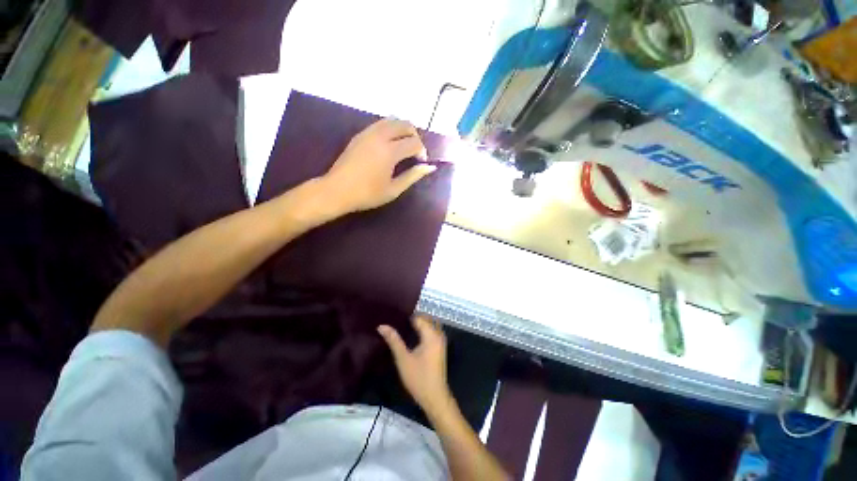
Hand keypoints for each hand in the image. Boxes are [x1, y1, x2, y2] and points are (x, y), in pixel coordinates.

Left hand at [321, 118, 436, 214]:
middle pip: (404, 124)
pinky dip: (390, 129)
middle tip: (415, 152)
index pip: (414, 142)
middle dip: (414, 135)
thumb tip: (430, 167)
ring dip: (402, 130)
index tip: (421, 163)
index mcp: (390, 151)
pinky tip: (389, 145)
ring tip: (403, 146)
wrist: (337, 190)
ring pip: (391, 120)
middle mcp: (380, 136)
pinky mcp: (360, 135)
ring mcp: (368, 133)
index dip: (422, 151)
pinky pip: (380, 124)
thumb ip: (413, 176)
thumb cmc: (367, 194)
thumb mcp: (394, 189)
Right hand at [378, 316, 452, 413]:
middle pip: (425, 319)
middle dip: (412, 318)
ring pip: (429, 324)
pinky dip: (422, 330)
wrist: (435, 397)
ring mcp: (440, 341)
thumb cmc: (418, 378)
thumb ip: (394, 340)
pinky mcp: (440, 347)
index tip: (393, 317)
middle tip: (396, 321)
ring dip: (418, 324)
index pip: (418, 317)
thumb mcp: (403, 358)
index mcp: (431, 334)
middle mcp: (438, 334)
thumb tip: (381, 326)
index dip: (406, 316)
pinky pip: (431, 331)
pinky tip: (411, 335)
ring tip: (401, 326)